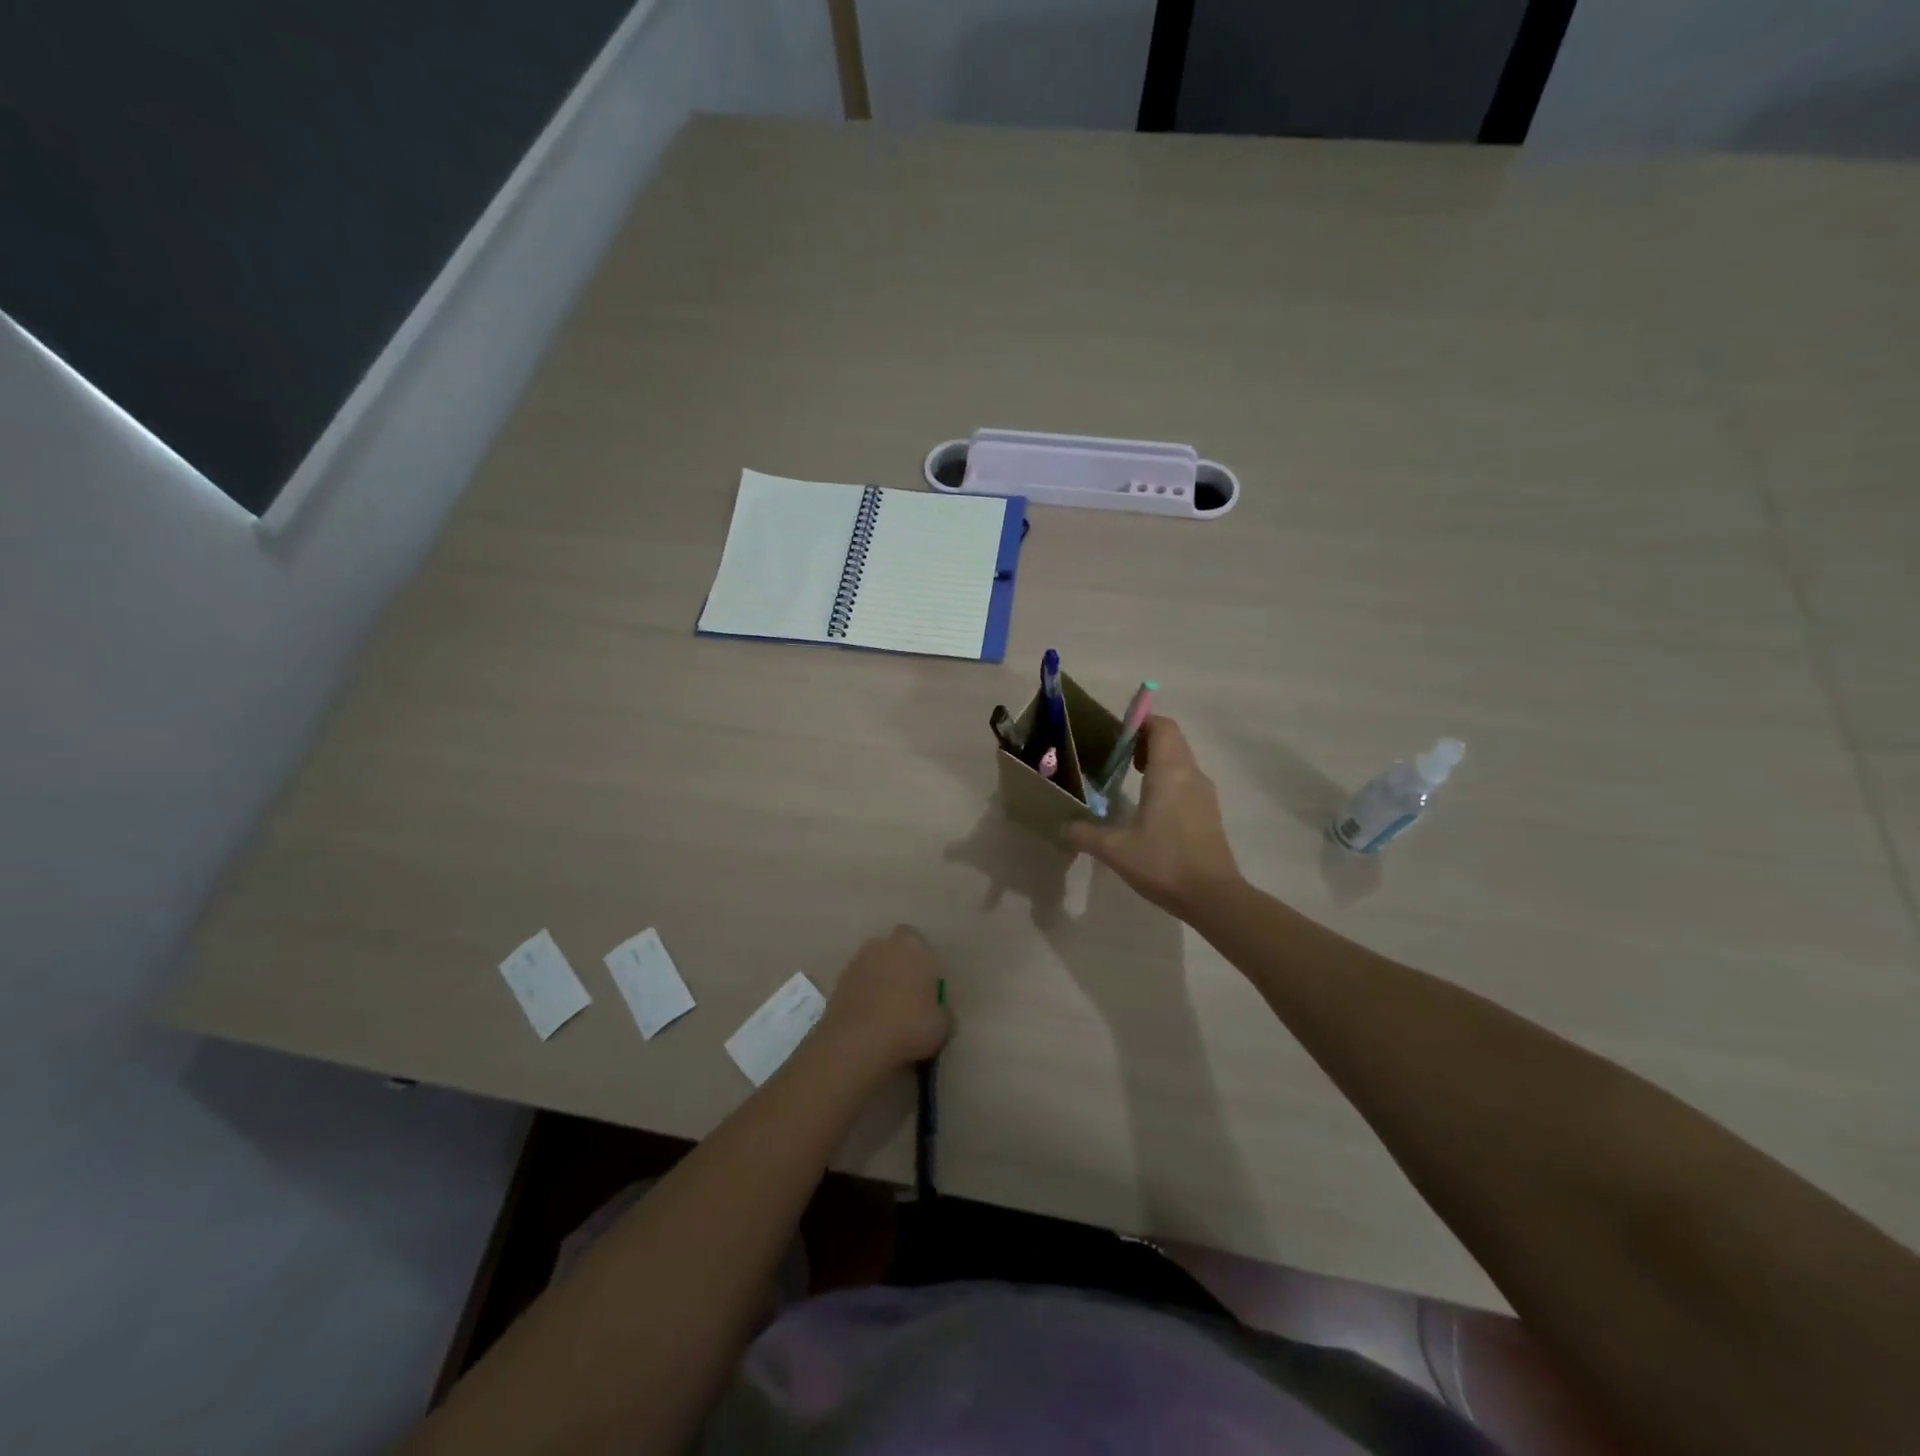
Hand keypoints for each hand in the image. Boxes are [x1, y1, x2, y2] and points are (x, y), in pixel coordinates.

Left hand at [816, 925, 951, 1075]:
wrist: (857, 1042)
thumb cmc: (909, 1025)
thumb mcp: (942, 1025)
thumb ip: (941, 1011)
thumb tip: (938, 1013)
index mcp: (913, 946)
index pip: (919, 942)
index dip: (922, 962)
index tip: (926, 985)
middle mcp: (883, 945)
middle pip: (893, 950)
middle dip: (899, 966)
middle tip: (907, 996)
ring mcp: (857, 962)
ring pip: (873, 966)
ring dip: (879, 980)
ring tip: (886, 1011)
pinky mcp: (838, 982)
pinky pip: (858, 984)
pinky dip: (862, 995)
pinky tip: (868, 1019)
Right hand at [1066, 717, 1241, 918]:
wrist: (1213, 896)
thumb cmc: (1163, 862)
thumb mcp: (1114, 849)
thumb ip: (1085, 832)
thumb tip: (1063, 826)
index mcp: (1170, 772)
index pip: (1162, 727)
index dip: (1140, 722)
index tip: (1115, 732)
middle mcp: (1191, 774)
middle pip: (1172, 740)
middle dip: (1144, 740)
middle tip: (1116, 755)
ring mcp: (1205, 794)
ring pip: (1181, 761)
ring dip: (1157, 761)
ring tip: (1128, 777)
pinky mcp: (1209, 813)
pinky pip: (1187, 782)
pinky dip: (1168, 780)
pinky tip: (1148, 806)